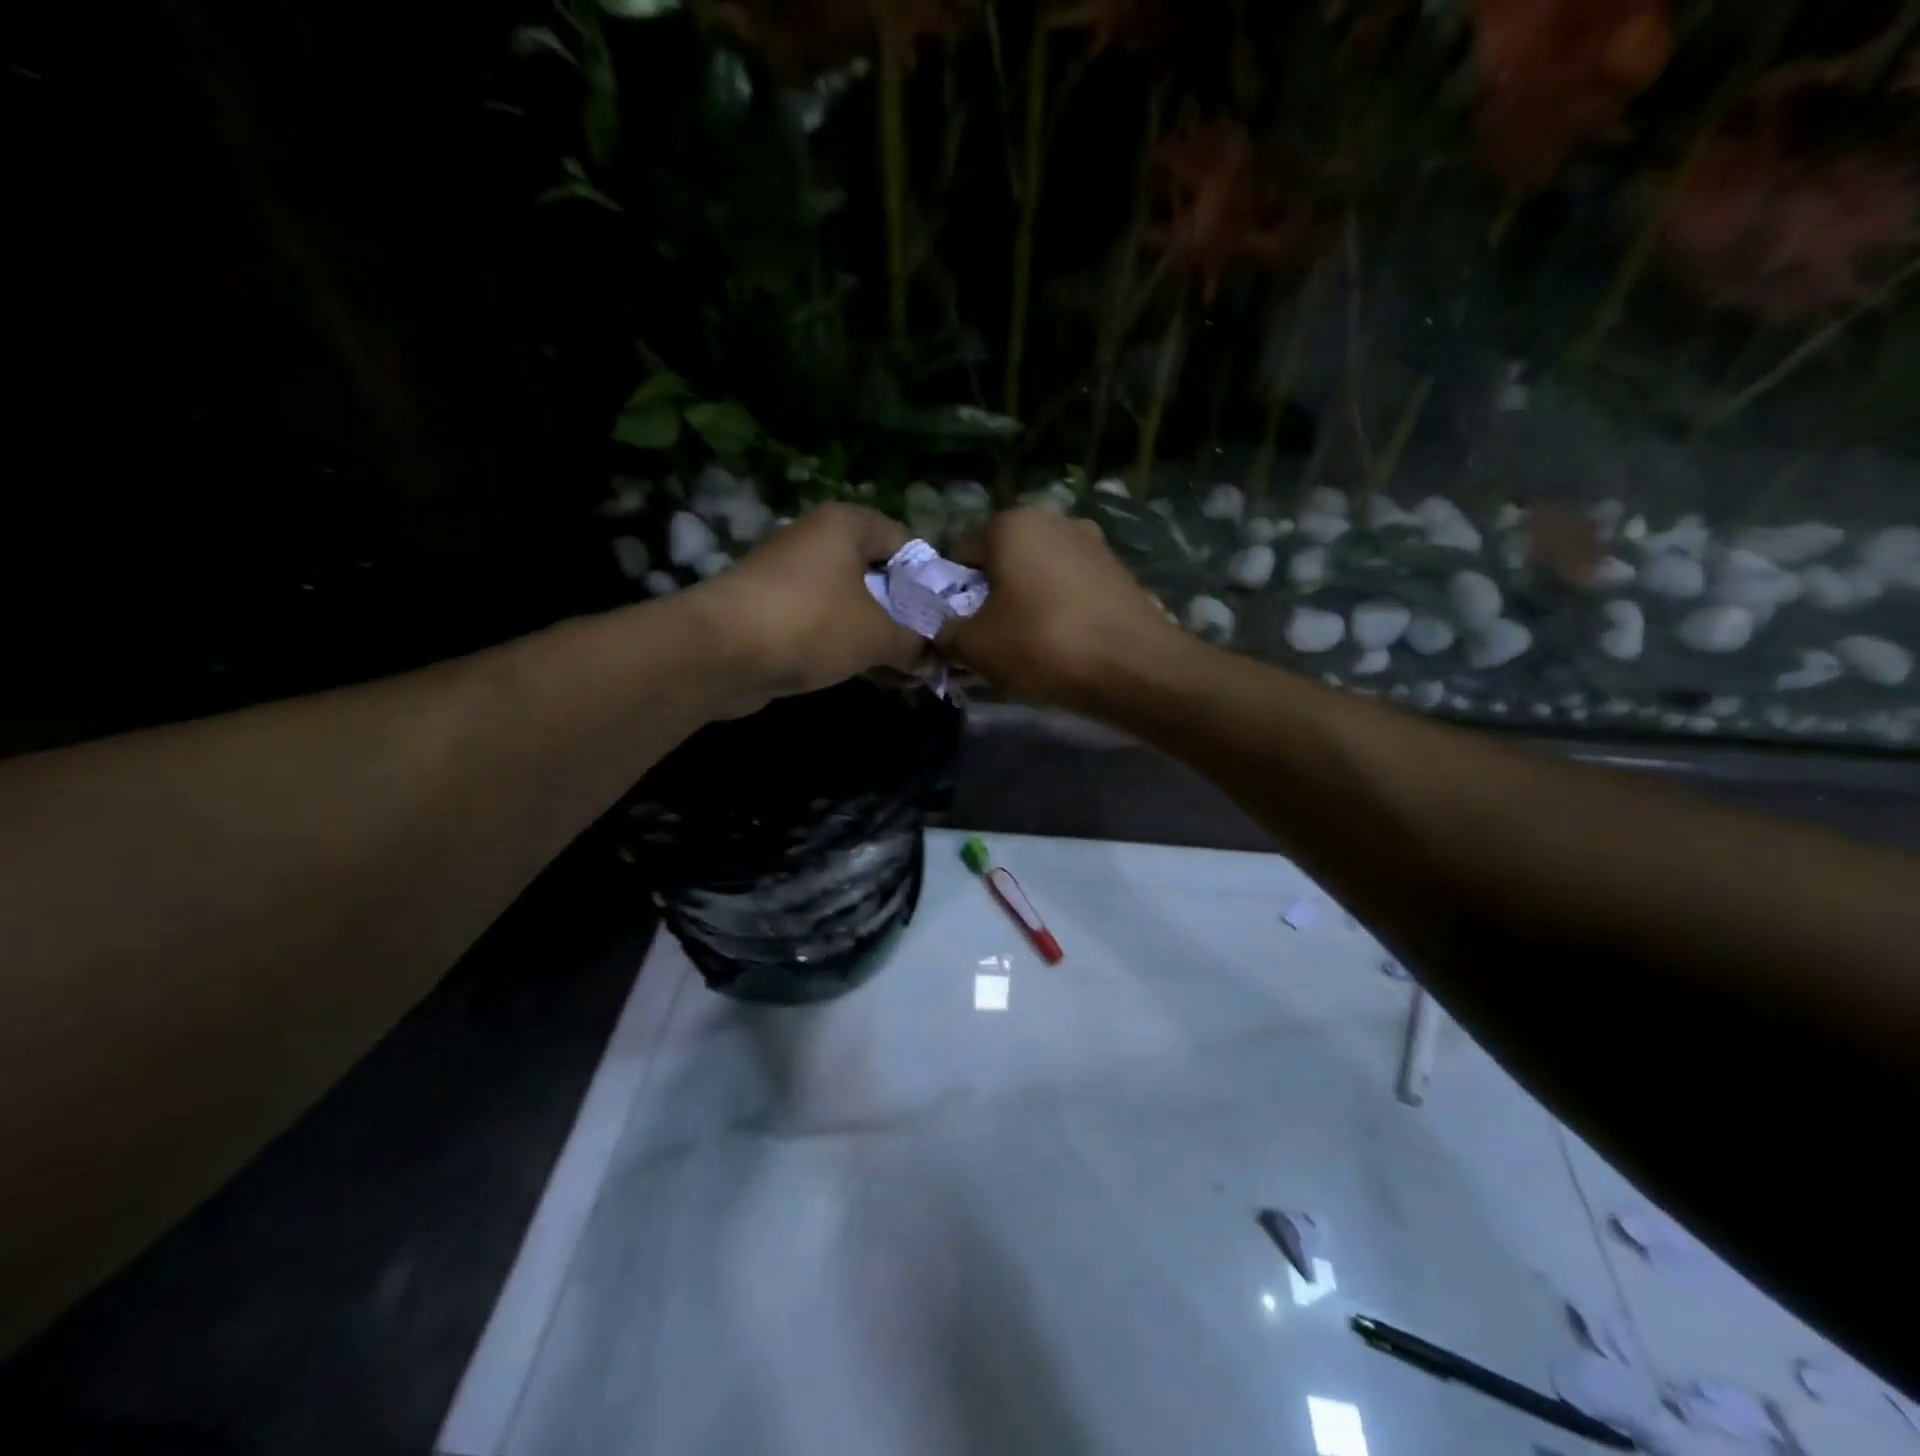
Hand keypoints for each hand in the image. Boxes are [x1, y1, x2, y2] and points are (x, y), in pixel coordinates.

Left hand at [692, 503, 923, 712]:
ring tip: (915, 671)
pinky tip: (882, 678)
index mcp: (846, 525)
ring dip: (884, 638)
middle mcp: (818, 542)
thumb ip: (915, 642)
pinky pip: (828, 626)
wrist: (719, 653)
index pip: (906, 541)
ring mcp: (793, 579)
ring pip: (855, 606)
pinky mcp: (776, 614)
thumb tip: (934, 657)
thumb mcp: (878, 634)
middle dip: (909, 615)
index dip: (933, 578)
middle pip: (880, 575)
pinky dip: (853, 647)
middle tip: (936, 648)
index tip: (951, 615)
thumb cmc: (810, 624)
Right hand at [942, 508, 1187, 709]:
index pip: (960, 552)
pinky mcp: (1119, 571)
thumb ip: (946, 634)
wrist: (1134, 667)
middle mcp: (1054, 520)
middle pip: (1003, 560)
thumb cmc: (1043, 645)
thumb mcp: (975, 647)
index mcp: (1012, 524)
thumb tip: (942, 632)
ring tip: (1029, 645)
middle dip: (991, 595)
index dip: (951, 593)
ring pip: (1039, 573)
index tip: (957, 628)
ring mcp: (1093, 543)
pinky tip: (1064, 643)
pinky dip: (1059, 609)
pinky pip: (1071, 587)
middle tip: (991, 639)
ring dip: (1026, 602)